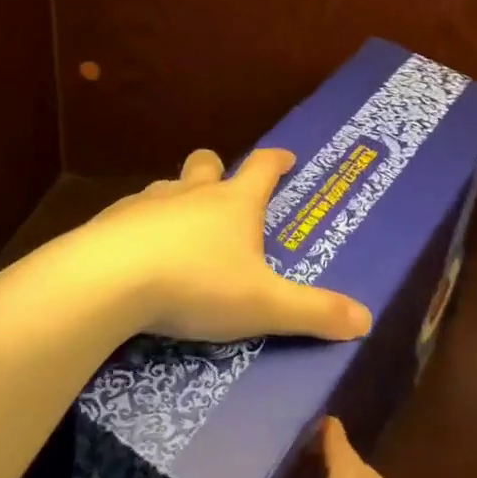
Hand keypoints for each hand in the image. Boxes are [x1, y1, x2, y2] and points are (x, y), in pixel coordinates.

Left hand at [80, 148, 371, 343]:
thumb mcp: (263, 304)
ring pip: (168, 188)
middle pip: (206, 164)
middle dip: (216, 170)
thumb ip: (313, 312)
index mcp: (234, 203)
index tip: (286, 157)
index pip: (263, 168)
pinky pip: (132, 216)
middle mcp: (193, 193)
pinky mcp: (112, 222)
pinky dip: (140, 228)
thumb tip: (366, 320)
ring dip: (177, 200)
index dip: (277, 160)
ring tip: (179, 231)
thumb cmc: (197, 283)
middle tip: (223, 190)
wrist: (110, 280)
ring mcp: (149, 204)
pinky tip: (135, 257)